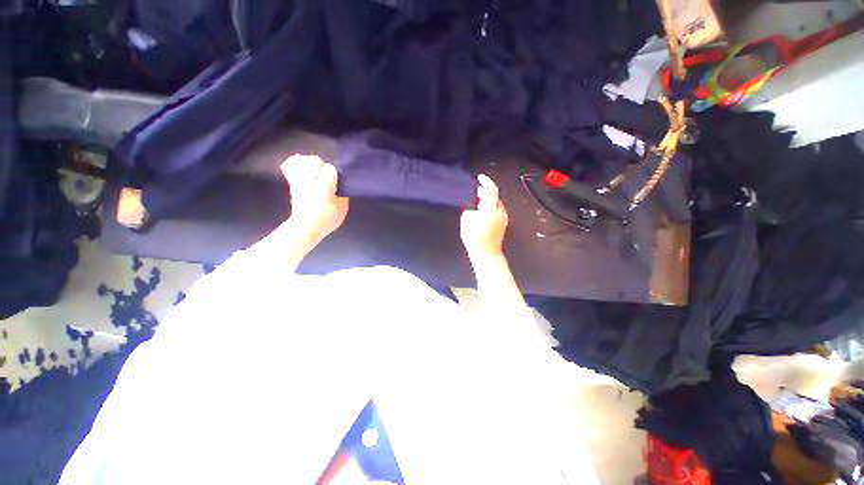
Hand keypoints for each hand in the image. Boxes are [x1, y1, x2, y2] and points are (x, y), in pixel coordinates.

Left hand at [281, 154, 348, 243]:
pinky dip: (296, 163)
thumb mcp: (342, 209)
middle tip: (327, 177)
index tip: (338, 182)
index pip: (330, 169)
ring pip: (301, 159)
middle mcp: (309, 182)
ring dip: (309, 163)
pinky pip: (289, 165)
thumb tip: (342, 184)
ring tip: (315, 173)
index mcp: (323, 189)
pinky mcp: (292, 182)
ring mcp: (298, 181)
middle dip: (323, 166)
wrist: (305, 227)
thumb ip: (343, 194)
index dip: (336, 173)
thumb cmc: (326, 220)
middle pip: (315, 160)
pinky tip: (304, 168)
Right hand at [460, 174, 507, 259]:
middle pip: (495, 197)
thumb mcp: (466, 220)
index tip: (480, 177)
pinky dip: (490, 208)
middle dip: (487, 192)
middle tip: (478, 190)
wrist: (486, 253)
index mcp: (491, 208)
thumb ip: (470, 211)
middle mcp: (499, 212)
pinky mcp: (502, 225)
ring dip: (488, 201)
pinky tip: (483, 212)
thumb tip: (474, 210)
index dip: (486, 182)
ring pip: (496, 205)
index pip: (491, 190)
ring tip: (479, 200)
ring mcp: (502, 219)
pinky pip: (497, 212)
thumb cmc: (475, 237)